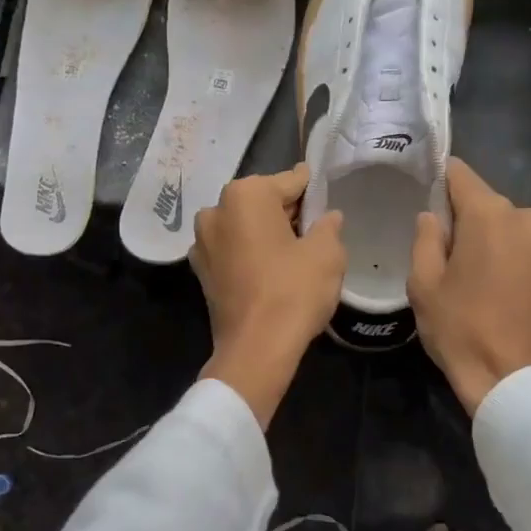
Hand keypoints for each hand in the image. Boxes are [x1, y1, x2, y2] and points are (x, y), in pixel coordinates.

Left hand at [192, 164, 345, 427]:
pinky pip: (233, 250)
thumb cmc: (293, 291)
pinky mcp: (201, 271)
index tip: (326, 194)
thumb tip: (328, 217)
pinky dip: (251, 253)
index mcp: (245, 195)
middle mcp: (216, 210)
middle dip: (288, 212)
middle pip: (263, 202)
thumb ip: (329, 226)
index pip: (290, 181)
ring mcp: (202, 242)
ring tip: (295, 251)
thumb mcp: (327, 253)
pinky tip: (272, 270)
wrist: (256, 349)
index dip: (312, 190)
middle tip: (316, 227)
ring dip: (267, 233)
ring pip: (245, 226)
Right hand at [409, 158, 530, 414]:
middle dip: (460, 217)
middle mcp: (525, 215)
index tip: (422, 193)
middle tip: (439, 250)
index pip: (459, 174)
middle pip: (482, 201)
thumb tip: (432, 217)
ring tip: (464, 273)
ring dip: (483, 237)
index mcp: (490, 214)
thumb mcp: (424, 284)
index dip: (438, 179)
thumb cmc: (462, 329)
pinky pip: (519, 241)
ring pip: (502, 223)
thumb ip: (425, 239)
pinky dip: (502, 251)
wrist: (516, 380)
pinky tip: (487, 281)